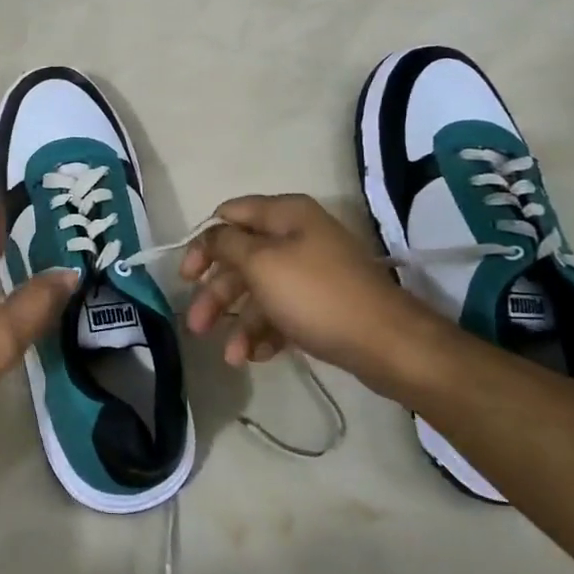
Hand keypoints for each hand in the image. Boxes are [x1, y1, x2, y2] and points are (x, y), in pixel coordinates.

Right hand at [179, 193, 447, 389]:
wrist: (387, 344)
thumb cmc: (316, 295)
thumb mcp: (261, 263)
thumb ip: (226, 244)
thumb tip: (211, 234)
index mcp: (285, 215)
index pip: (229, 216)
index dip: (203, 243)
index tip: (186, 276)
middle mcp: (297, 236)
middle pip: (240, 258)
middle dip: (217, 293)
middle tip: (197, 325)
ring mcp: (311, 271)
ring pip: (259, 290)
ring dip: (239, 321)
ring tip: (230, 357)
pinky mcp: (321, 304)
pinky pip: (282, 312)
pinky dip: (265, 332)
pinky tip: (255, 357)